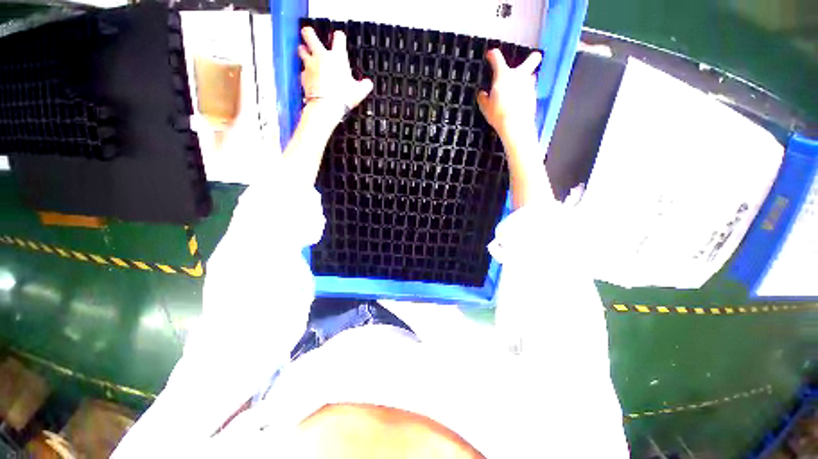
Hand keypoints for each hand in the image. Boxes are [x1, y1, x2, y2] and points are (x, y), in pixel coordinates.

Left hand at [299, 27, 372, 115]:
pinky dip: (305, 72)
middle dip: (309, 32)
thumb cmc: (343, 97)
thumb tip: (368, 84)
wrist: (326, 106)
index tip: (339, 37)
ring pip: (302, 50)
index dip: (339, 36)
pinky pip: (302, 71)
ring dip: (303, 49)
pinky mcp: (304, 76)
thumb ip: (365, 86)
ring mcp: (310, 65)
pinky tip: (308, 76)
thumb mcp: (359, 92)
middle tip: (309, 32)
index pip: (339, 38)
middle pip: (310, 35)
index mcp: (337, 57)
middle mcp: (321, 57)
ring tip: (304, 50)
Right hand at [477, 49, 541, 137]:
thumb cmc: (499, 115)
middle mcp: (519, 76)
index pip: (496, 57)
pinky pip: (530, 90)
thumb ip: (483, 98)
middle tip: (528, 61)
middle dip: (531, 57)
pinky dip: (525, 94)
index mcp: (503, 75)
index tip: (490, 55)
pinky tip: (519, 103)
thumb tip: (482, 94)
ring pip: (531, 76)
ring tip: (517, 91)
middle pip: (533, 58)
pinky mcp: (534, 96)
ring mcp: (529, 85)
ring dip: (525, 80)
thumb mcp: (485, 107)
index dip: (492, 54)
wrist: (516, 125)